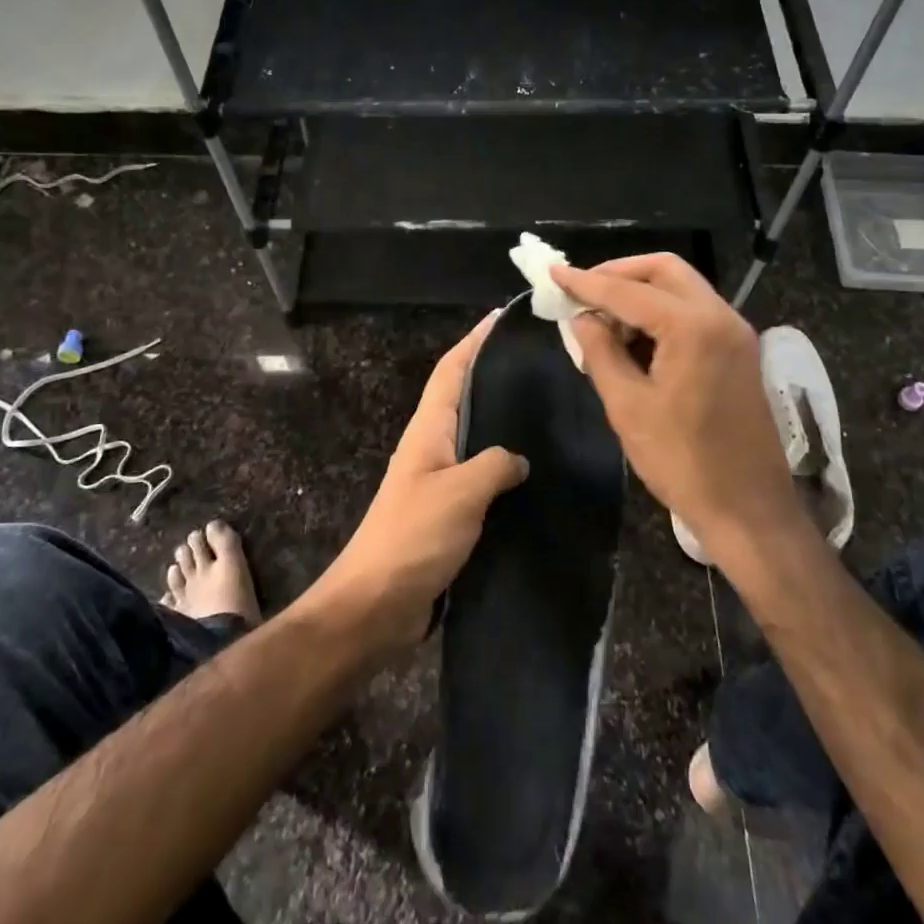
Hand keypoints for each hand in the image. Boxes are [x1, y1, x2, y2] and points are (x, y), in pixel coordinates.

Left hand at [306, 311, 528, 653]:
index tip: (503, 317)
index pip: (451, 371)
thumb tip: (519, 458)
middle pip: (464, 398)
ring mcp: (439, 483)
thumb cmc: (413, 537)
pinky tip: (535, 474)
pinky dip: (505, 468)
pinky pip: (482, 479)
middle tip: (540, 361)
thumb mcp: (460, 492)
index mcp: (428, 431)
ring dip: (503, 422)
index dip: (474, 341)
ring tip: (546, 409)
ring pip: (476, 439)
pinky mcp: (449, 515)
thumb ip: (495, 464)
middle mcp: (432, 448)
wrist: (377, 606)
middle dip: (494, 374)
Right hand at [554, 254, 793, 561]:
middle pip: (664, 270)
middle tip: (582, 291)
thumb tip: (582, 318)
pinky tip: (634, 338)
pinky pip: (695, 312)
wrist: (749, 508)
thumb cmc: (682, 461)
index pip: (628, 291)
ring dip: (640, 293)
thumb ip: (600, 352)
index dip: (586, 282)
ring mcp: (735, 332)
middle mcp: (720, 316)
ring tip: (602, 320)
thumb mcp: (628, 406)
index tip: (553, 272)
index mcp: (693, 327)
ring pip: (681, 288)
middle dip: (619, 273)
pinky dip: (661, 312)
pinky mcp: (739, 351)